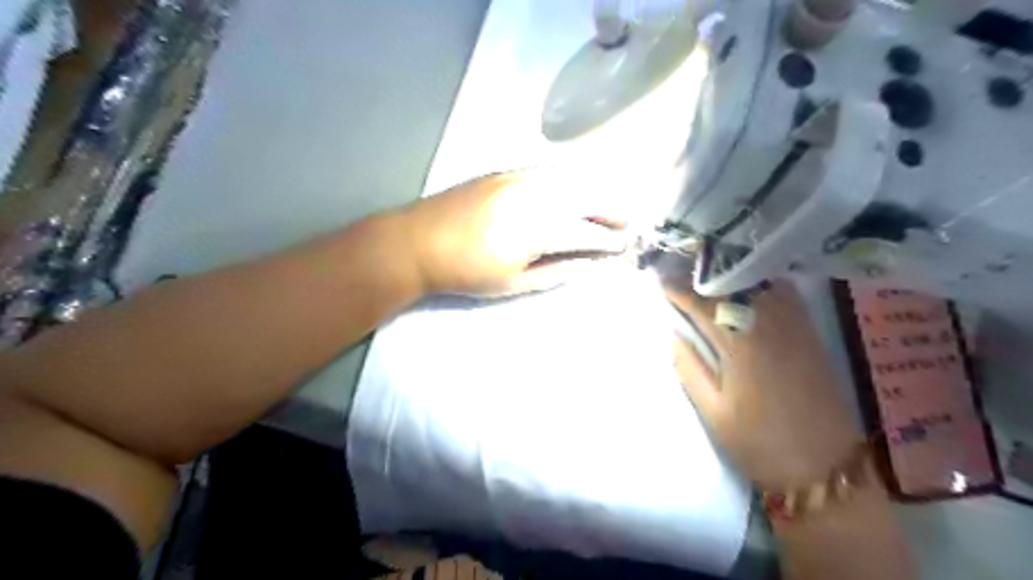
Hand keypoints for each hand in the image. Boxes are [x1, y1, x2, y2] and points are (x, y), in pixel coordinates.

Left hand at [398, 170, 634, 296]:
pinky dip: (569, 180)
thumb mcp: (513, 283)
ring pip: (570, 178)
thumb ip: (556, 272)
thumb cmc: (465, 272)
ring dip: (594, 191)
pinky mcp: (505, 171)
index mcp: (535, 229)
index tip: (624, 245)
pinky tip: (575, 190)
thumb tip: (588, 264)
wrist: (417, 242)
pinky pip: (548, 170)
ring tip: (608, 206)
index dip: (608, 240)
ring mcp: (519, 177)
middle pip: (585, 197)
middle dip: (611, 209)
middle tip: (627, 221)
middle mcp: (533, 196)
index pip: (585, 232)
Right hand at [667, 276, 860, 489]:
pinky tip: (748, 287)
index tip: (658, 277)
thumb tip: (673, 335)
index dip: (679, 289)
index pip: (704, 304)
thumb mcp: (713, 411)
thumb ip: (690, 368)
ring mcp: (796, 326)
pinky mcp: (811, 334)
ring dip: (732, 275)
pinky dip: (761, 283)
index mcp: (742, 344)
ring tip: (708, 274)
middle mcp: (771, 324)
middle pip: (733, 285)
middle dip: (703, 274)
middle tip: (679, 267)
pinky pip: (784, 293)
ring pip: (761, 283)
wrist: (825, 468)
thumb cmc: (760, 443)